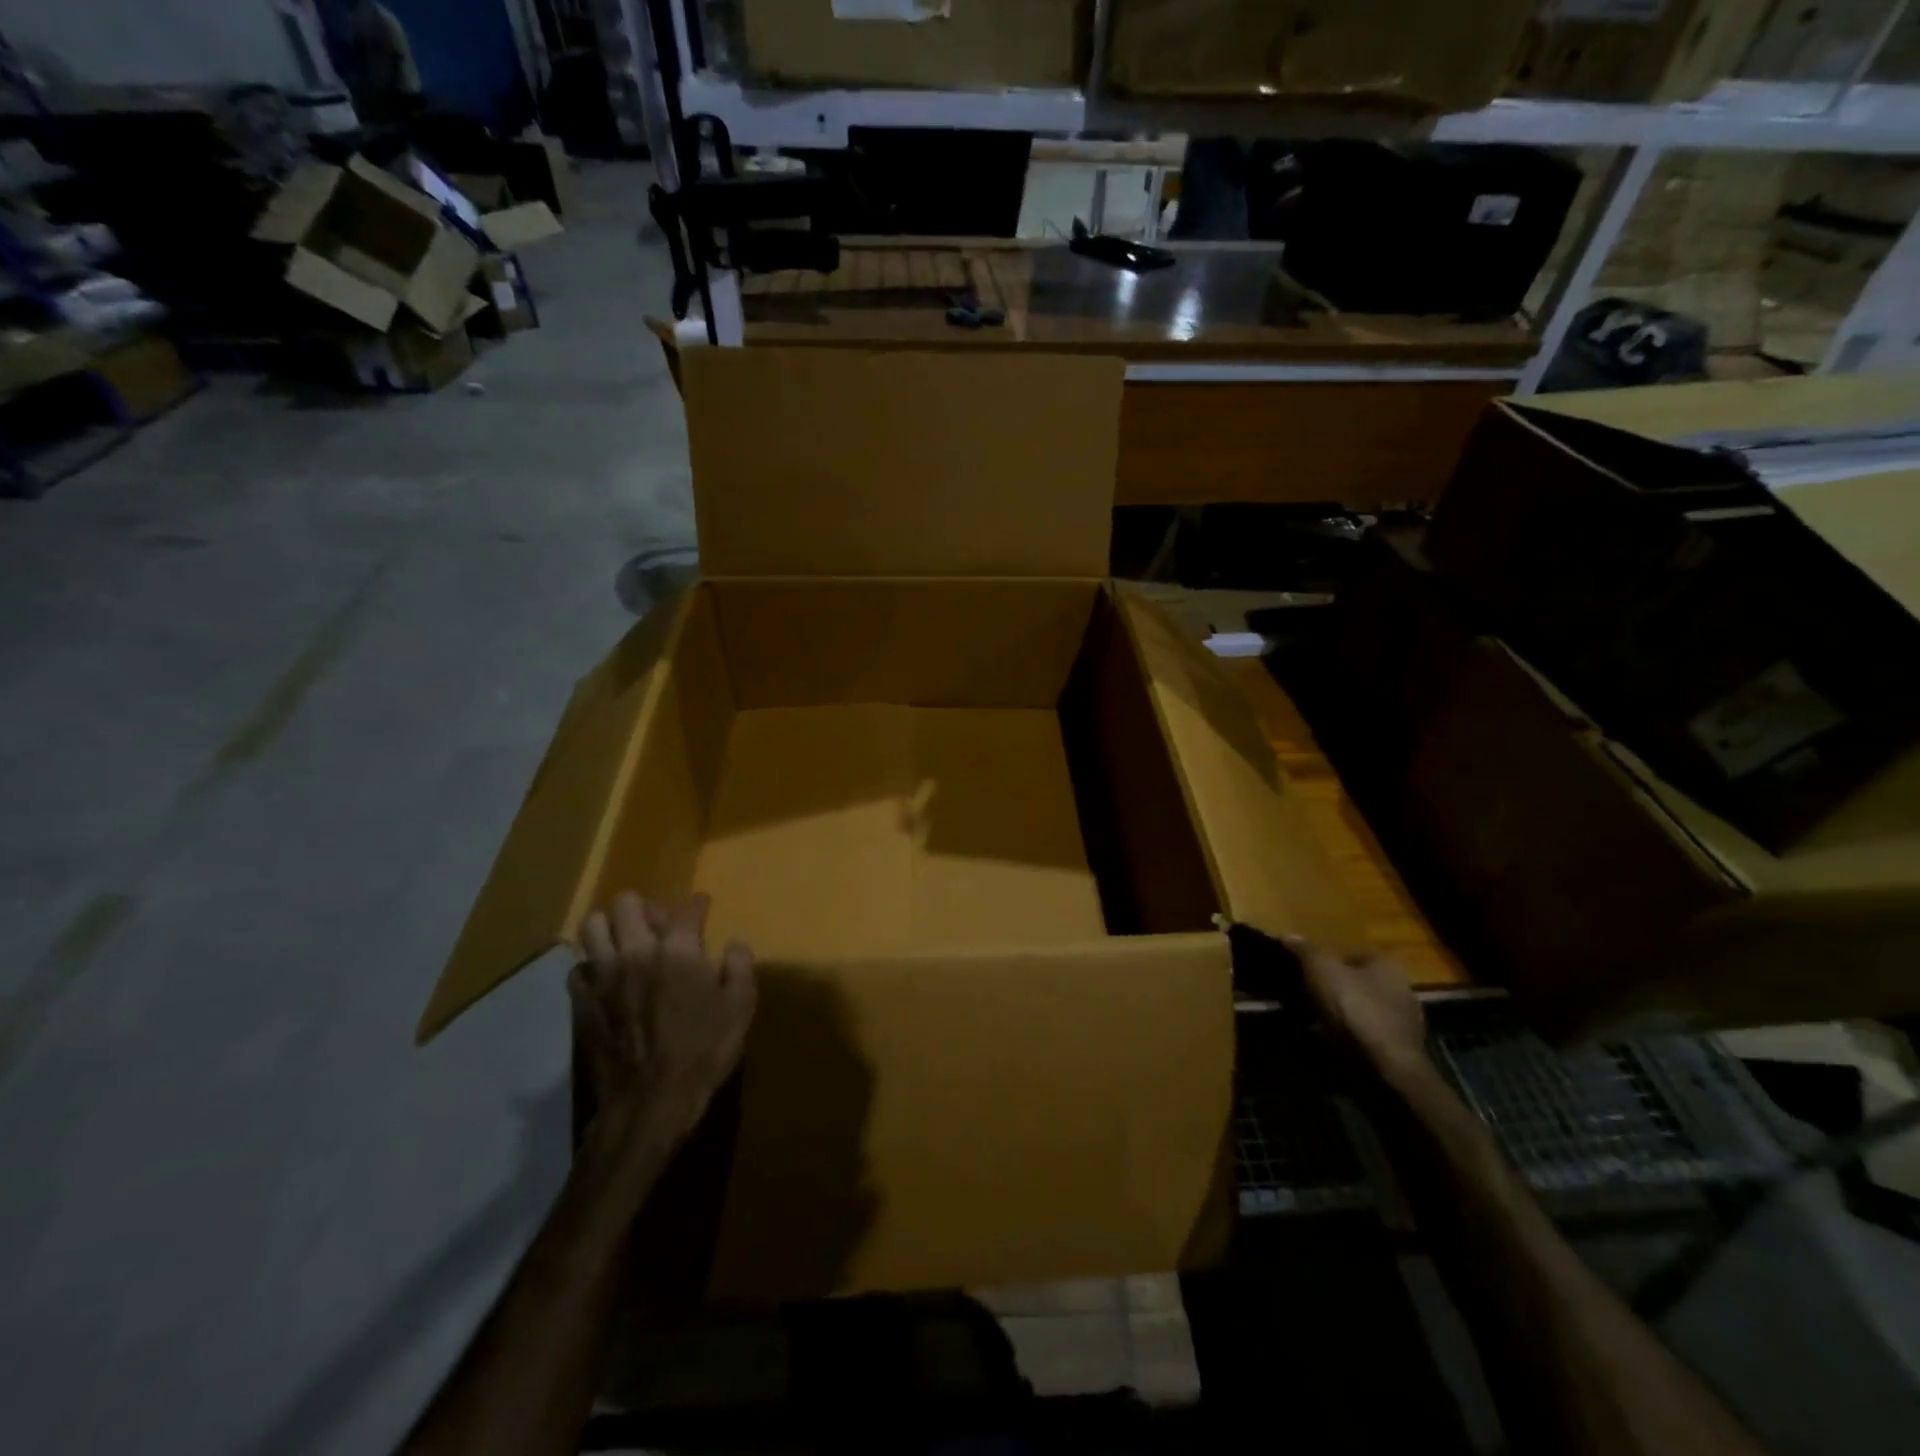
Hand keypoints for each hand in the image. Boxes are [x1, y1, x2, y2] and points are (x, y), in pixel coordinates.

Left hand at [570, 892, 755, 1144]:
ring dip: (611, 928)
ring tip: (626, 944)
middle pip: (627, 903)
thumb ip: (740, 968)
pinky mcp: (582, 1002)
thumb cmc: (702, 1053)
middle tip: (660, 927)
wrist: (649, 1103)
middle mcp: (636, 952)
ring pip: (592, 926)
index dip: (698, 904)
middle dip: (645, 907)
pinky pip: (578, 968)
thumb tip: (734, 944)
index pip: (687, 909)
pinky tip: (606, 980)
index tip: (702, 906)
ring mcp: (603, 976)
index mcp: (678, 951)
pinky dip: (591, 966)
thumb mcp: (740, 1009)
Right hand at [1290, 939, 1429, 1083]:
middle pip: (1355, 982)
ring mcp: (1401, 1022)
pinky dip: (1344, 1035)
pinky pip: (1362, 1034)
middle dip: (1330, 987)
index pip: (1351, 953)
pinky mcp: (1396, 1050)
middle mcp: (1400, 989)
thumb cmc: (1355, 1008)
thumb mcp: (1322, 969)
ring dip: (1335, 1013)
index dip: (1324, 960)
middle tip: (1301, 993)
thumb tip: (1288, 935)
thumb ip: (1305, 950)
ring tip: (1307, 1018)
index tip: (1302, 970)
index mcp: (1387, 965)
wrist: (1385, 1068)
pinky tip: (1325, 1040)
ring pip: (1358, 1009)